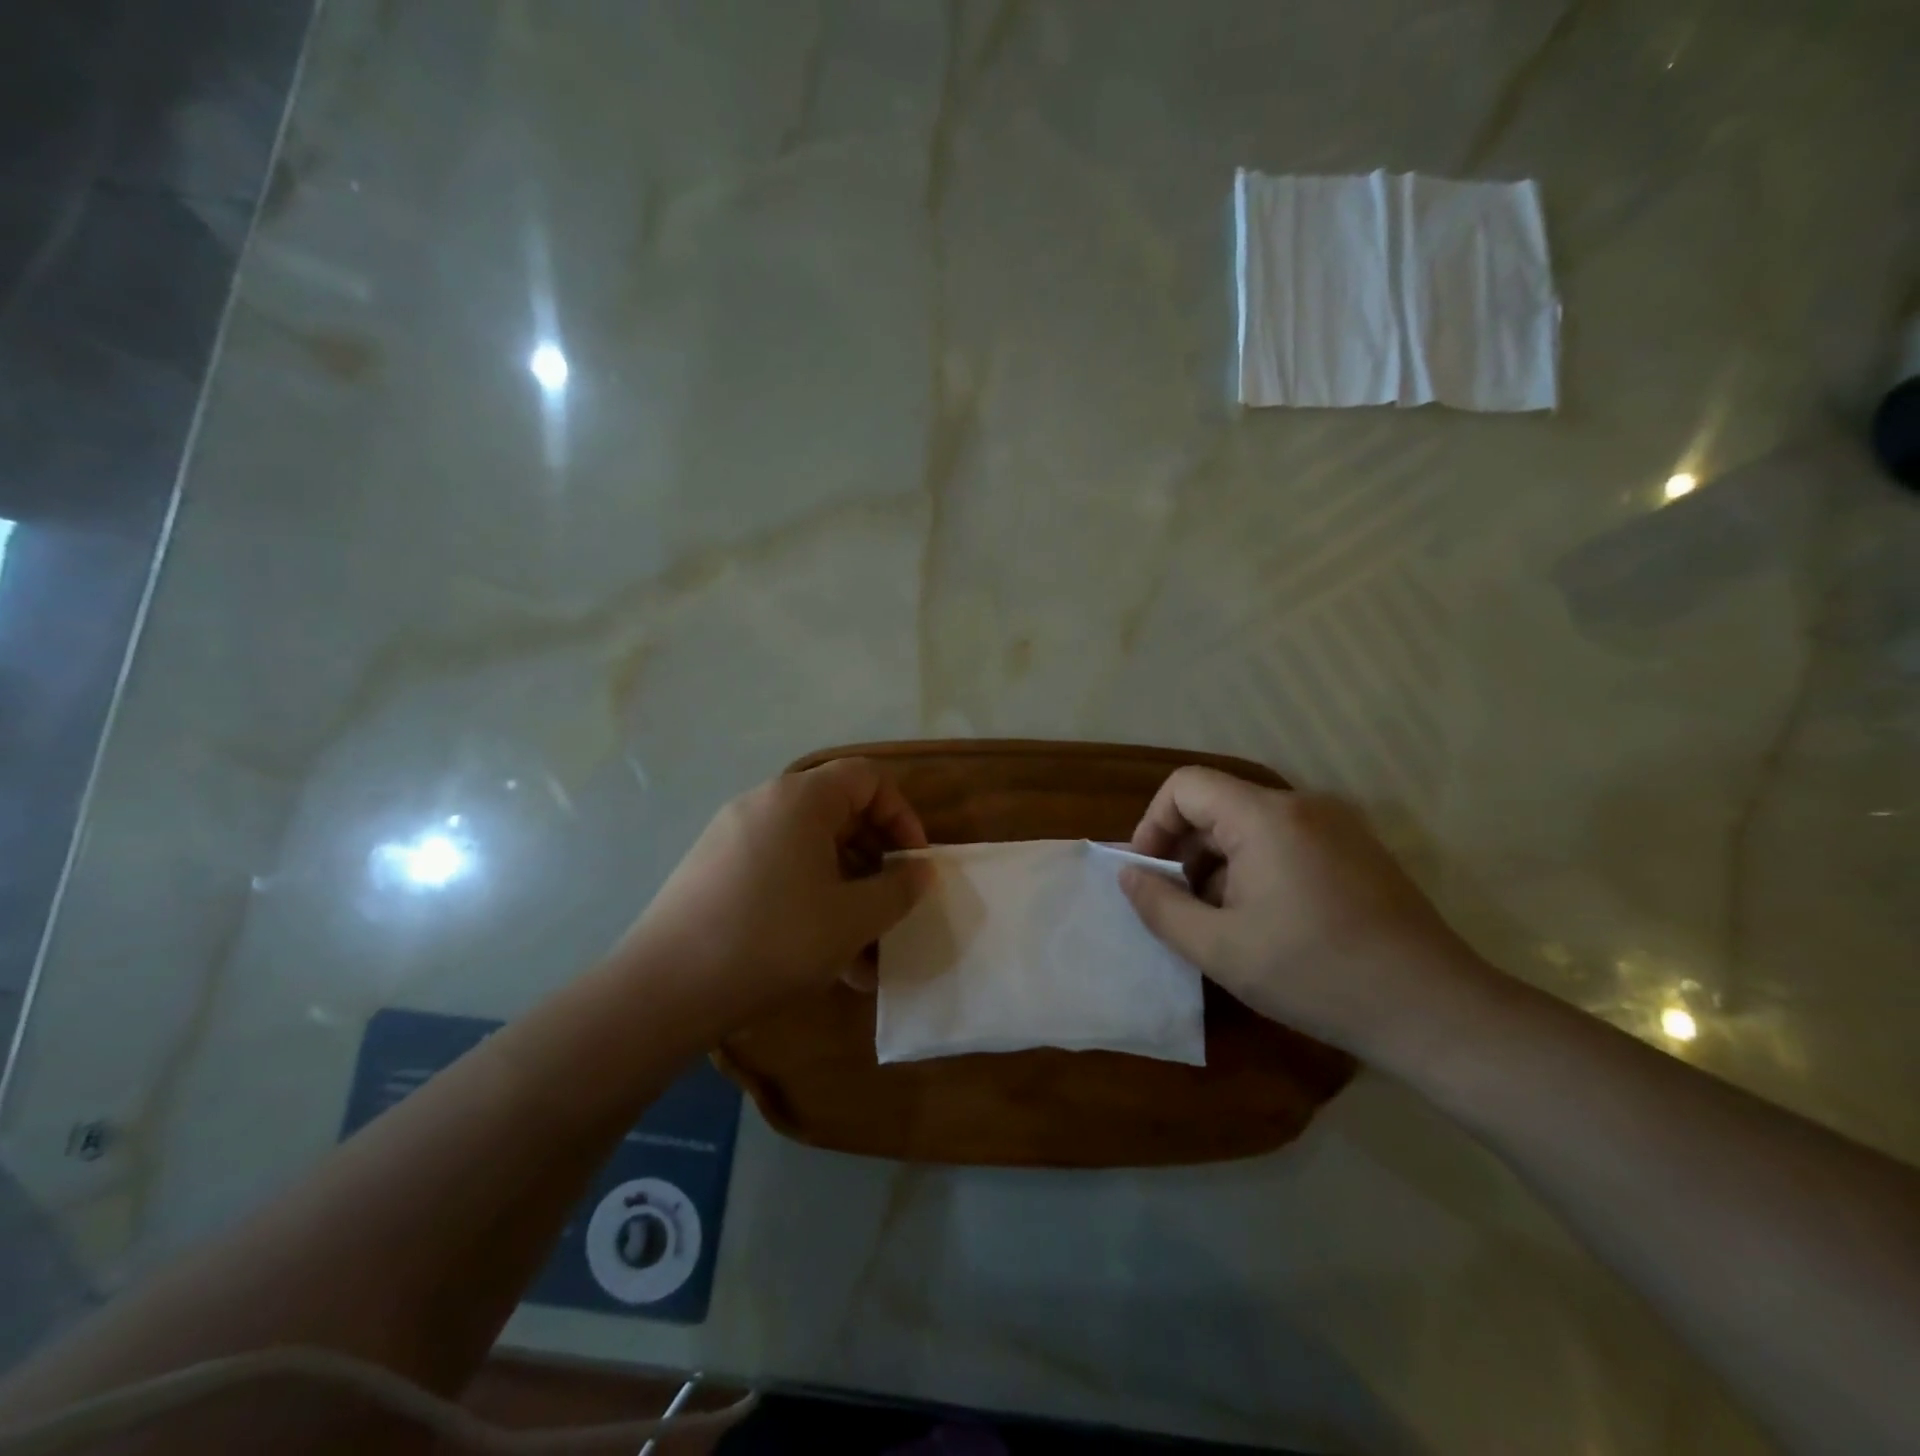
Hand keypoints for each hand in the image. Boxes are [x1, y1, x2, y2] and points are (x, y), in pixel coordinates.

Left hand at [622, 759, 931, 1030]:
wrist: (664, 990)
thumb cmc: (774, 941)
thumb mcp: (853, 919)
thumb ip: (898, 890)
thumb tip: (920, 871)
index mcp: (800, 799)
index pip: (868, 779)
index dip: (902, 816)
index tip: (913, 864)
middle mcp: (764, 804)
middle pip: (838, 813)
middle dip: (875, 860)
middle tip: (890, 905)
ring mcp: (732, 836)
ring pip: (808, 851)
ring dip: (844, 891)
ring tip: (863, 950)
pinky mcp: (712, 870)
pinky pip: (777, 871)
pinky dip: (808, 901)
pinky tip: (820, 957)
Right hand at [1119, 767, 1479, 1054]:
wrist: (1433, 1009)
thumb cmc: (1315, 974)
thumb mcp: (1219, 949)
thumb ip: (1160, 906)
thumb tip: (1128, 875)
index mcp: (1265, 816)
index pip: (1185, 786)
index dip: (1154, 824)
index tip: (1150, 874)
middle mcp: (1302, 805)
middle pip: (1218, 805)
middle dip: (1186, 852)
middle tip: (1182, 908)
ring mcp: (1337, 825)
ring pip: (1251, 826)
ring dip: (1220, 865)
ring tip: (1222, 924)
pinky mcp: (1357, 850)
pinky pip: (1286, 841)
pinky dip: (1257, 869)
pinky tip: (1266, 923)